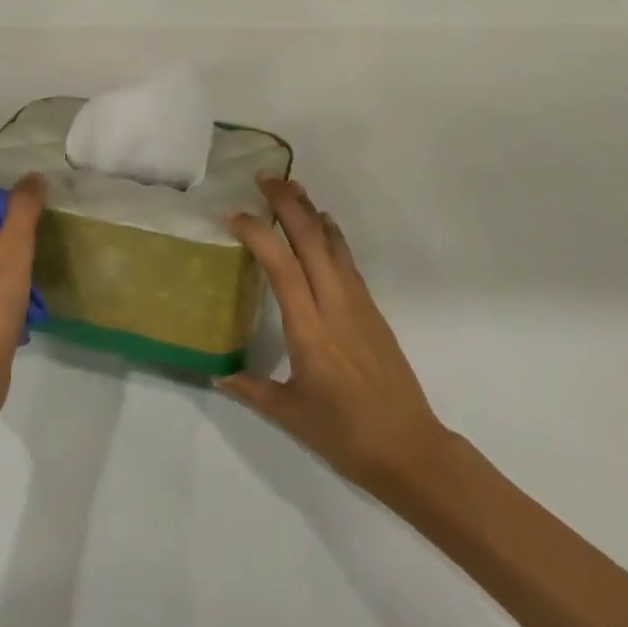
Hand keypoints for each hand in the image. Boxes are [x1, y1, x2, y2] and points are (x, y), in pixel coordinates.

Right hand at [220, 176, 453, 500]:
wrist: (409, 448)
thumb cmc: (345, 434)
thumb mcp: (289, 413)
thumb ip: (251, 389)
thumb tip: (218, 375)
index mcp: (308, 327)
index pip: (280, 265)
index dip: (256, 234)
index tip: (233, 215)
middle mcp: (334, 304)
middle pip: (310, 239)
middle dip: (288, 203)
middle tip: (264, 177)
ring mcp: (358, 303)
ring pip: (332, 243)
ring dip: (311, 211)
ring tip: (291, 188)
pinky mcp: (372, 310)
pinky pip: (346, 260)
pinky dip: (330, 235)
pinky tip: (322, 228)